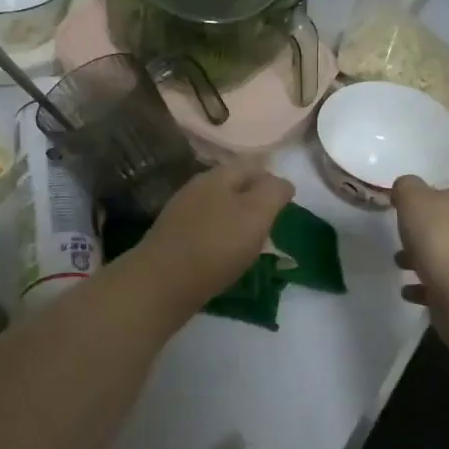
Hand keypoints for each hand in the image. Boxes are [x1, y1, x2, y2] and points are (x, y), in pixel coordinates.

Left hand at [143, 158, 294, 308]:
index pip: (251, 164)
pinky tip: (226, 254)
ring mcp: (181, 214)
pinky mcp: (173, 239)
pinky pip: (205, 229)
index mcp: (217, 176)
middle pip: (232, 184)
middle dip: (254, 196)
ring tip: (253, 239)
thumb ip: (273, 192)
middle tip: (273, 219)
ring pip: (218, 206)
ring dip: (237, 217)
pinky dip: (221, 236)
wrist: (161, 284)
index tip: (287, 200)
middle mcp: (197, 188)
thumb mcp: (256, 213)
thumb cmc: (216, 245)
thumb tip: (282, 183)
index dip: (272, 178)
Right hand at [391, 175, 448, 359]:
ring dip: (421, 259)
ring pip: (445, 255)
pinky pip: (444, 285)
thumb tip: (406, 188)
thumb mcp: (414, 199)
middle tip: (400, 239)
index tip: (402, 211)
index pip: (447, 194)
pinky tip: (408, 291)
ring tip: (399, 265)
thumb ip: (406, 187)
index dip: (423, 200)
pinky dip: (425, 286)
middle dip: (421, 233)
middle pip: (446, 226)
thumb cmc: (441, 240)